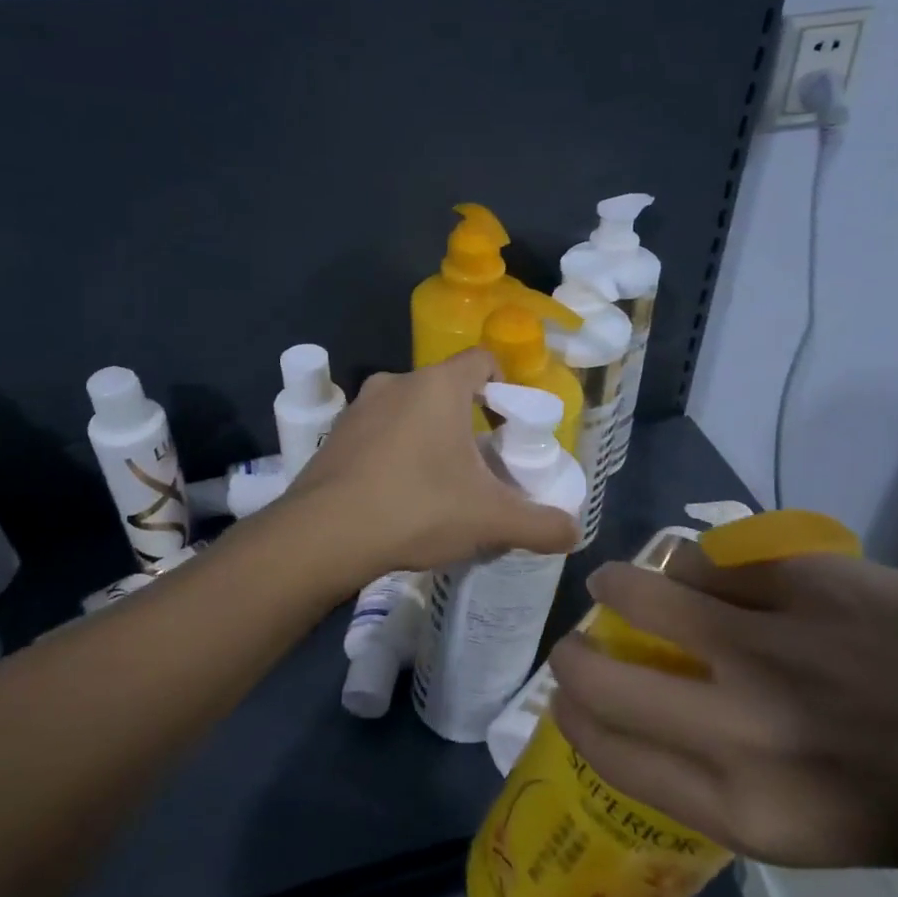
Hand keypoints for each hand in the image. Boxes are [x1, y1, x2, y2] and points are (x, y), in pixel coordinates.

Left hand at [280, 349, 578, 581]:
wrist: (323, 535)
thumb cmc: (416, 508)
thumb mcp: (489, 519)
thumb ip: (540, 525)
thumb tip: (574, 534)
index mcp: (437, 386)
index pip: (483, 361)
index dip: (505, 387)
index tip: (510, 426)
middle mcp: (396, 382)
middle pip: (446, 389)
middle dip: (467, 421)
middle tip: (480, 464)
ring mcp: (359, 408)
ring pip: (409, 410)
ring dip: (429, 436)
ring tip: (439, 484)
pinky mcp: (335, 436)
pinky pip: (378, 432)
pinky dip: (395, 452)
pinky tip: (398, 495)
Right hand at [549, 549, 897, 896]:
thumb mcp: (825, 834)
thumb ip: (733, 776)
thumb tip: (664, 711)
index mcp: (751, 813)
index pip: (610, 749)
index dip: (573, 713)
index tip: (567, 694)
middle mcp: (745, 728)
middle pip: (602, 672)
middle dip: (575, 653)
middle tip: (580, 640)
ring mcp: (777, 642)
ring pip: (649, 588)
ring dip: (625, 585)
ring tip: (631, 584)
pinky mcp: (812, 578)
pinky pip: (716, 557)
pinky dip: (702, 564)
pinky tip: (716, 572)